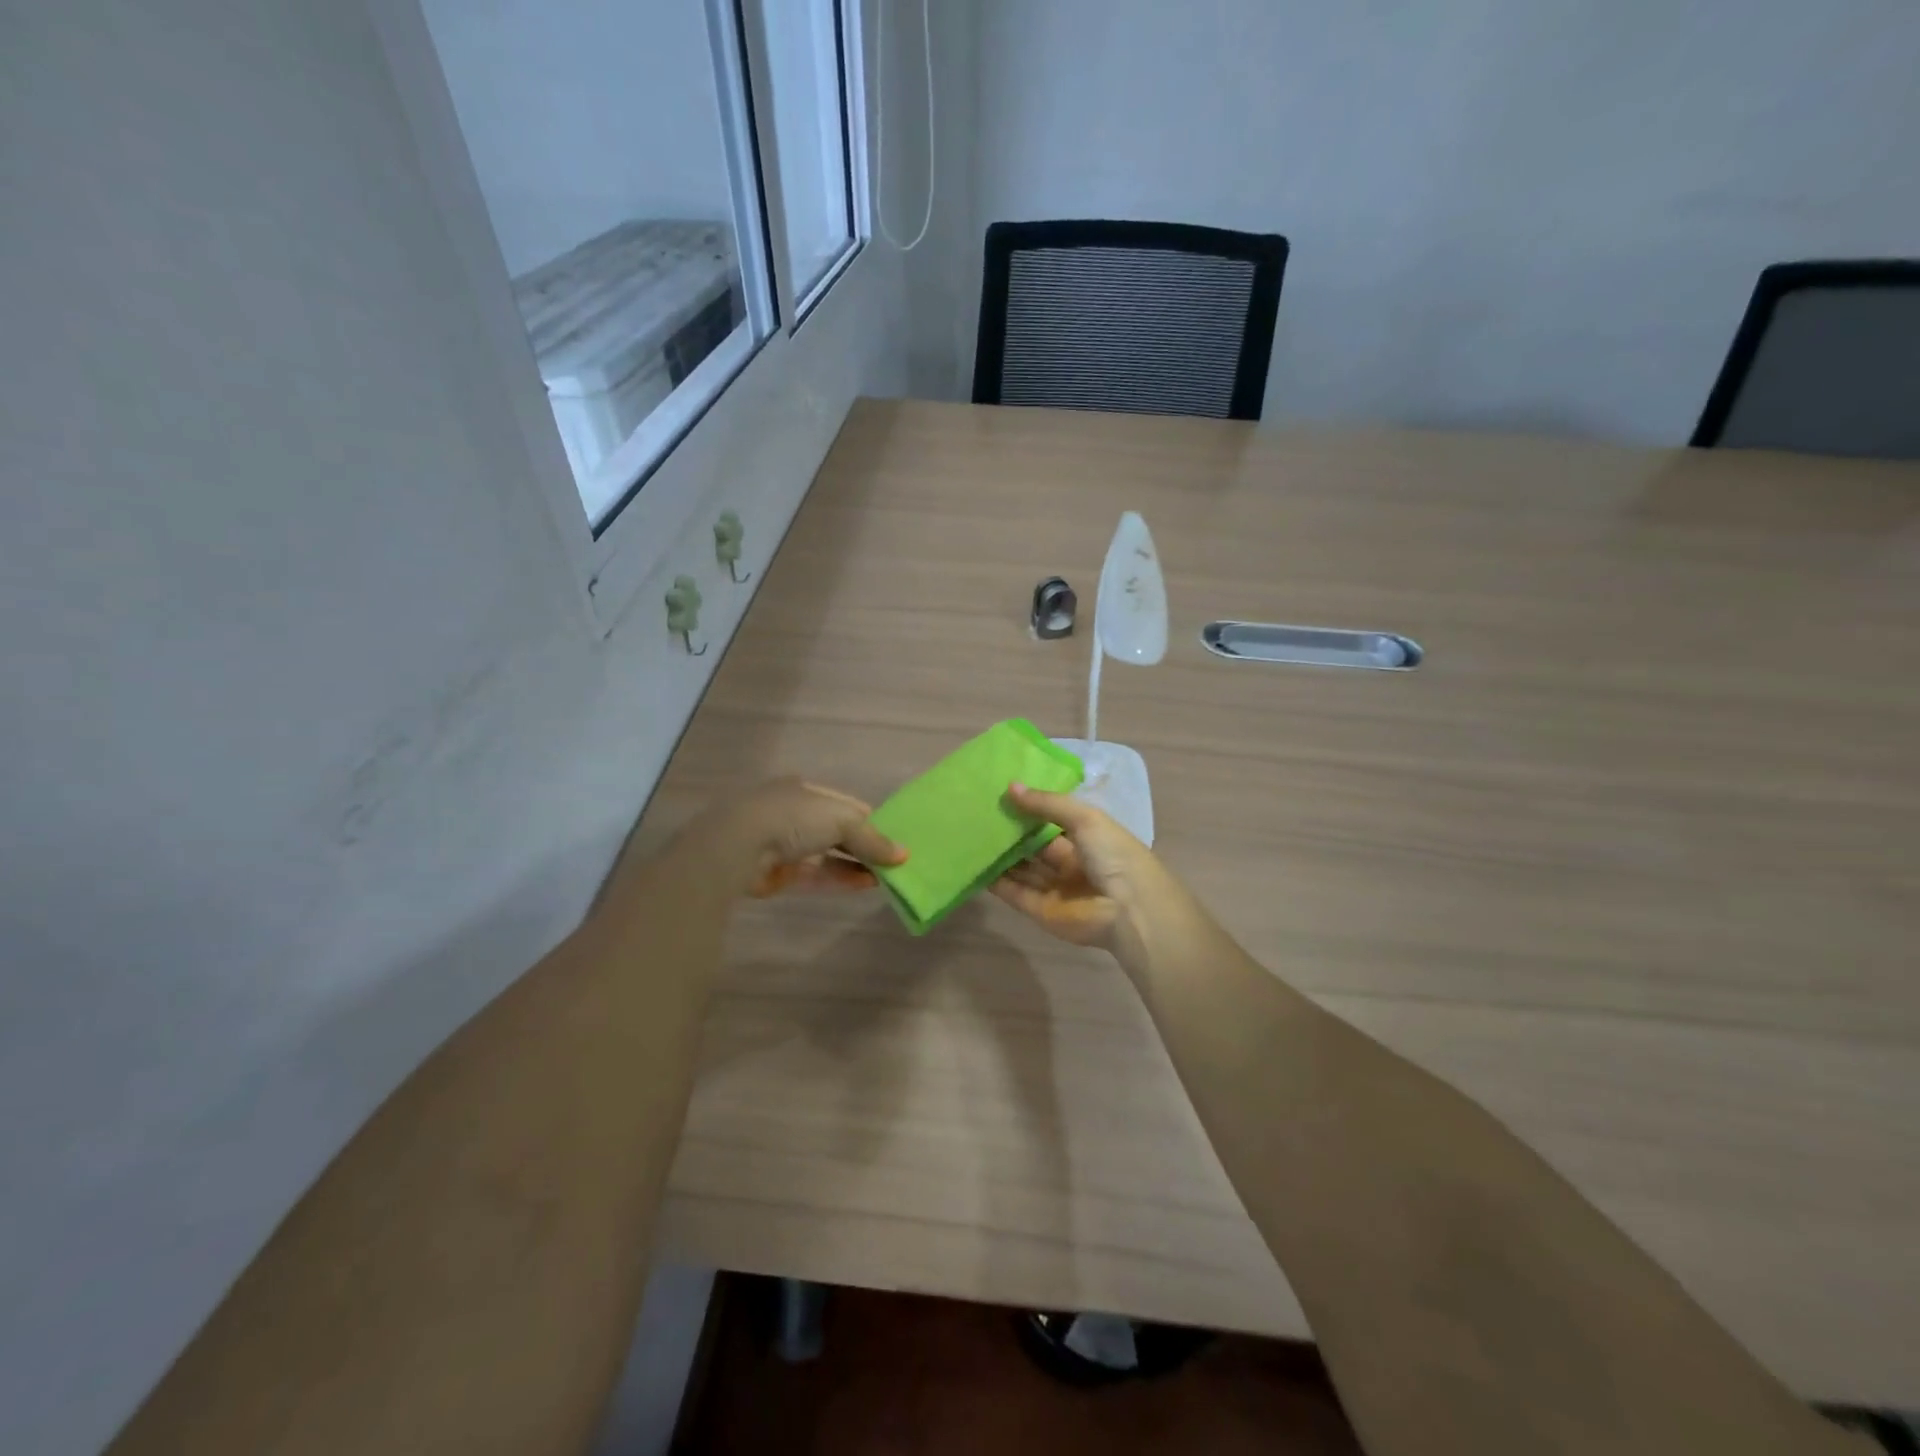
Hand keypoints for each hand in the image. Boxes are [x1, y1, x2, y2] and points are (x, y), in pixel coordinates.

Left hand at [704, 777, 906, 896]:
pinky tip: (866, 884)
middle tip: (896, 861)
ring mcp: (785, 844)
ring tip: (887, 876)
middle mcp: (795, 813)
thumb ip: (872, 839)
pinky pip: (817, 874)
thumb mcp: (842, 820)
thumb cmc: (793, 818)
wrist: (737, 847)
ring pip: (828, 854)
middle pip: (837, 831)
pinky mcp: (780, 873)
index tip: (897, 837)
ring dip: (856, 864)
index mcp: (806, 790)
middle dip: (865, 845)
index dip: (872, 820)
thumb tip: (903, 855)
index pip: (846, 805)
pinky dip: (841, 878)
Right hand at [990, 782, 1163, 961]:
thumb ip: (1047, 804)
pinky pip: (1014, 892)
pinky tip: (974, 863)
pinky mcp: (1041, 911)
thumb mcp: (1085, 818)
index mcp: (1088, 839)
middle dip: (1012, 832)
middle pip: (1035, 846)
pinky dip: (995, 880)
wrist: (1129, 911)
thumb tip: (1010, 787)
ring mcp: (1055, 888)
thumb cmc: (1114, 856)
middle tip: (980, 813)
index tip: (1002, 794)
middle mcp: (1071, 864)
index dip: (1031, 809)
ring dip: (1000, 855)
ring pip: (1022, 869)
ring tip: (970, 835)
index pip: (1054, 821)